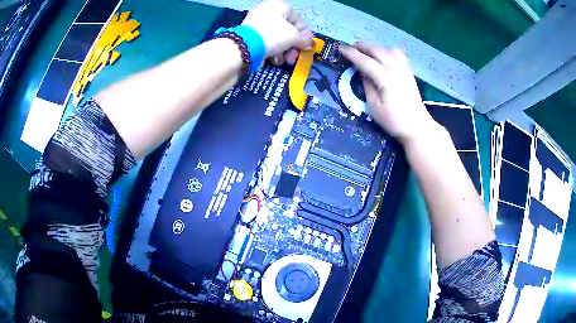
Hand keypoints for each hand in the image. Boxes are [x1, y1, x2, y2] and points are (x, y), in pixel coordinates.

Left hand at [242, 0, 313, 64]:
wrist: (245, 46)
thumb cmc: (273, 35)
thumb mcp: (294, 37)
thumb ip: (305, 40)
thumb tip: (310, 44)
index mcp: (279, 5)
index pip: (299, 20)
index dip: (305, 35)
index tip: (307, 47)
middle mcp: (268, 11)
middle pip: (288, 30)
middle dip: (294, 46)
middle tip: (295, 57)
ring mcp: (257, 23)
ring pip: (278, 38)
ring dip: (285, 51)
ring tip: (284, 61)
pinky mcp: (250, 35)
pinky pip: (267, 41)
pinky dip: (273, 51)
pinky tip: (274, 60)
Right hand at [339, 43, 438, 143]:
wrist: (418, 127)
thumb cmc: (394, 121)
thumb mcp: (374, 106)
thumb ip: (367, 86)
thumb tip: (362, 72)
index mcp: (384, 77)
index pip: (364, 61)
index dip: (350, 54)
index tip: (339, 48)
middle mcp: (395, 68)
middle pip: (377, 50)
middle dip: (362, 47)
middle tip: (351, 47)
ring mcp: (404, 69)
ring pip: (388, 50)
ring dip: (376, 48)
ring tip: (368, 53)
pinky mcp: (409, 73)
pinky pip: (398, 55)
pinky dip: (388, 52)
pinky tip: (384, 58)